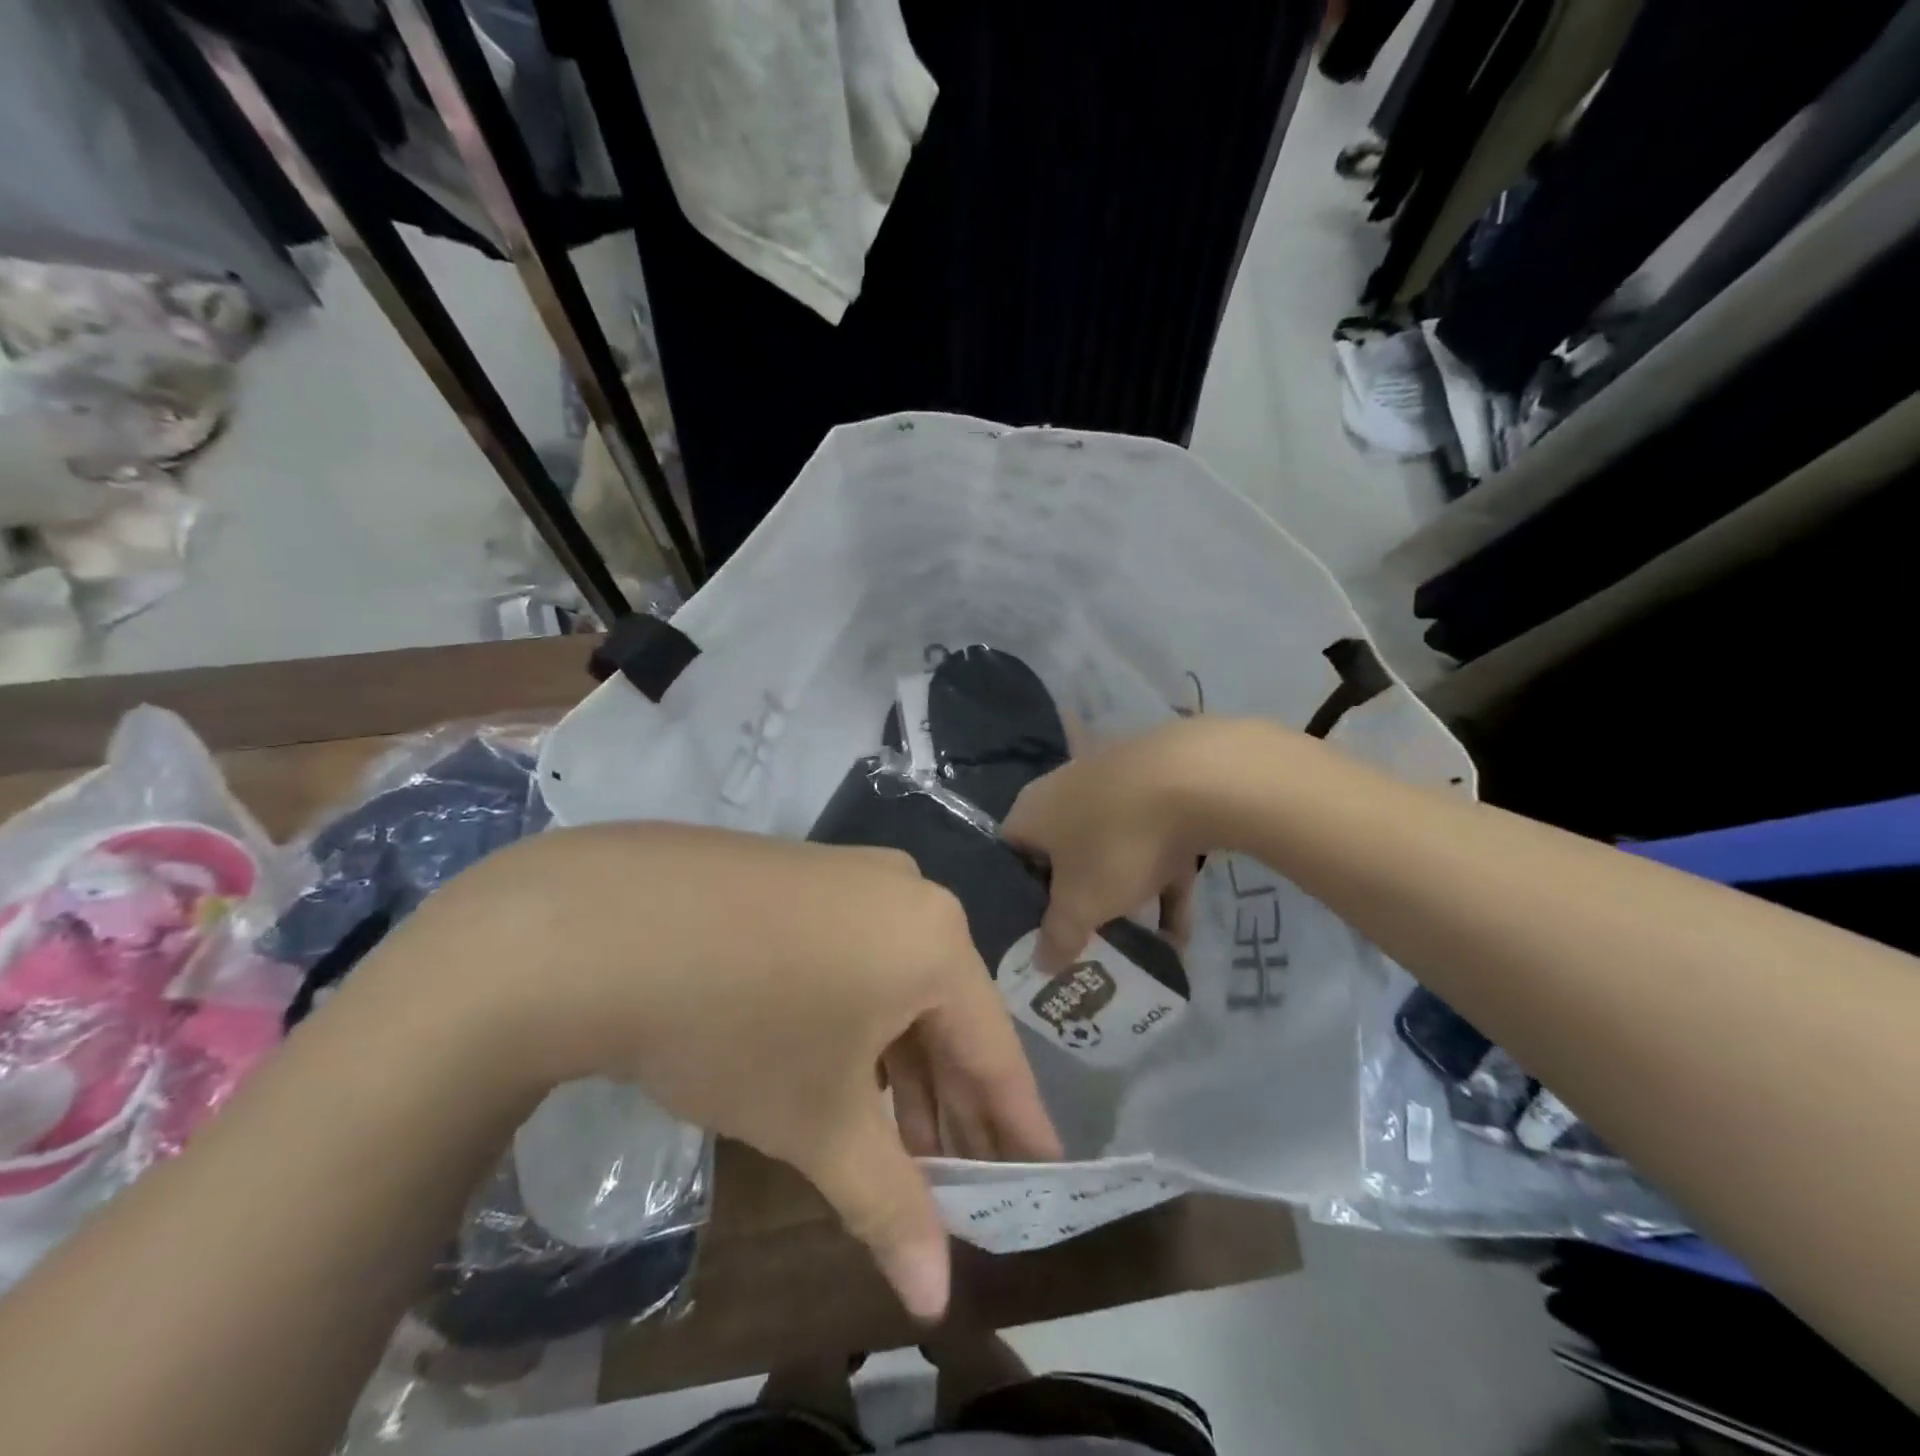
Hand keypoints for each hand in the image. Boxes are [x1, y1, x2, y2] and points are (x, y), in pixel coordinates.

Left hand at [384, 823, 1060, 1320]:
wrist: (604, 925)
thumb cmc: (738, 1025)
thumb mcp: (819, 1122)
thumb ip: (888, 1206)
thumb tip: (936, 1299)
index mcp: (935, 940)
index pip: (994, 1047)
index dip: (1016, 1120)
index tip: (1041, 1171)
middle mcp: (907, 893)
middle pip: (945, 1012)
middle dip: (949, 1101)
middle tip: (959, 1176)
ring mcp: (851, 874)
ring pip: (896, 981)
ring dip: (900, 1061)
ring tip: (898, 1138)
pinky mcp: (803, 873)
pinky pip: (855, 952)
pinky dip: (859, 1013)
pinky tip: (841, 1060)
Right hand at [1002, 717, 1254, 969]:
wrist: (1194, 778)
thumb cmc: (1115, 843)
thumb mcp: (1081, 905)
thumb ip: (1058, 937)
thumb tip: (1039, 964)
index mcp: (1031, 812)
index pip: (1011, 856)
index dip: (1019, 897)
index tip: (1035, 934)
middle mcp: (1065, 792)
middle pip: (1062, 855)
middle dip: (1075, 900)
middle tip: (1083, 942)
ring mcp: (1115, 787)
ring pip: (1111, 850)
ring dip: (1123, 896)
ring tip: (1134, 947)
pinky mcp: (1160, 790)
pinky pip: (1153, 846)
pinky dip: (1162, 884)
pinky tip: (1179, 936)